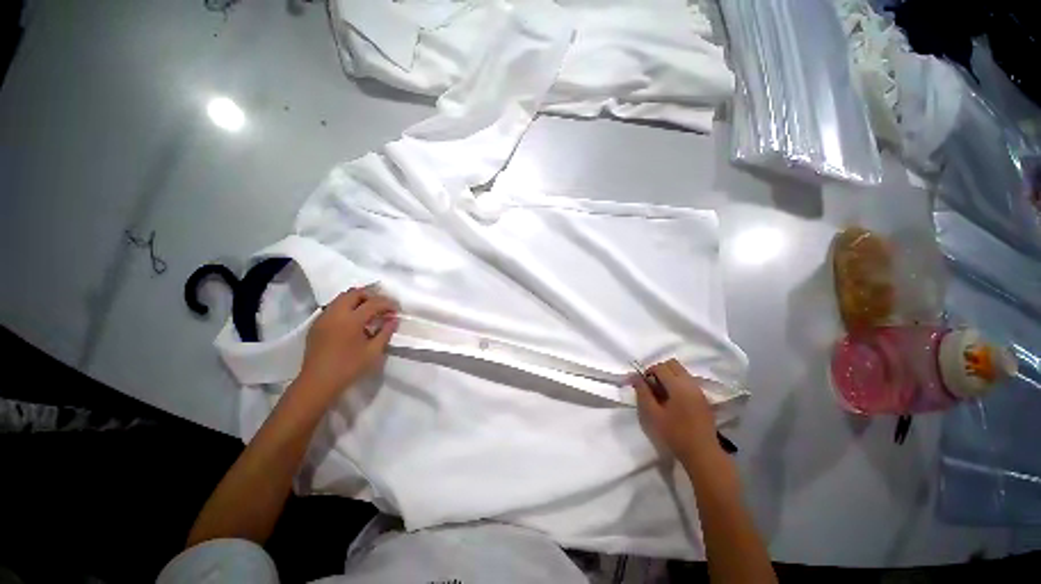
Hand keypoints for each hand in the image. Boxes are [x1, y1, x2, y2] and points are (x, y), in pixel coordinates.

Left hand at [296, 288, 397, 401]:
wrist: (317, 382)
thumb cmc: (348, 368)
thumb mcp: (373, 352)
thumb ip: (385, 332)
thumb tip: (394, 319)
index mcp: (351, 320)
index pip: (373, 303)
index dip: (387, 303)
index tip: (396, 309)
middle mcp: (335, 313)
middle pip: (355, 293)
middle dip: (371, 296)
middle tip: (382, 306)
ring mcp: (323, 317)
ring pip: (342, 298)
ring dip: (358, 299)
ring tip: (369, 310)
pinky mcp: (317, 324)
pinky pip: (333, 307)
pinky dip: (346, 306)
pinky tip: (353, 320)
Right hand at [634, 359, 718, 461]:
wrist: (703, 454)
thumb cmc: (675, 434)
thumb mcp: (653, 414)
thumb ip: (643, 392)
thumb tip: (634, 376)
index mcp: (678, 385)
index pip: (660, 367)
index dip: (648, 372)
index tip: (643, 385)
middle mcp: (690, 383)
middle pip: (673, 364)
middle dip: (659, 370)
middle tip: (652, 386)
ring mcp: (699, 391)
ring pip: (681, 372)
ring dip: (669, 377)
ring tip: (662, 395)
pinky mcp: (703, 399)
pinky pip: (688, 381)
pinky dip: (678, 384)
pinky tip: (674, 401)